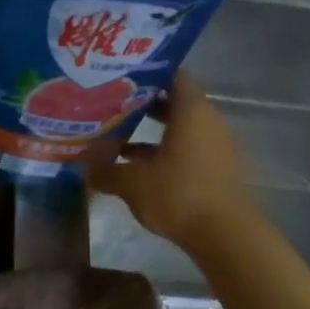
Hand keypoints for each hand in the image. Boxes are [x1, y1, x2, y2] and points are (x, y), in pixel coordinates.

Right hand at [90, 73, 254, 248]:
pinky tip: (137, 166)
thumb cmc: (178, 194)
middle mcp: (207, 121)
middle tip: (111, 103)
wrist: (225, 234)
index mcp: (191, 111)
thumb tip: (85, 168)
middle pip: (175, 102)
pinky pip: (187, 149)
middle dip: (143, 103)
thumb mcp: (132, 183)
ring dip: (152, 131)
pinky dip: (164, 152)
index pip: (172, 75)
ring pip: (180, 128)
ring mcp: (215, 146)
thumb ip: (106, 172)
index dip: (147, 73)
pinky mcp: (215, 169)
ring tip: (118, 135)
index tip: (120, 76)